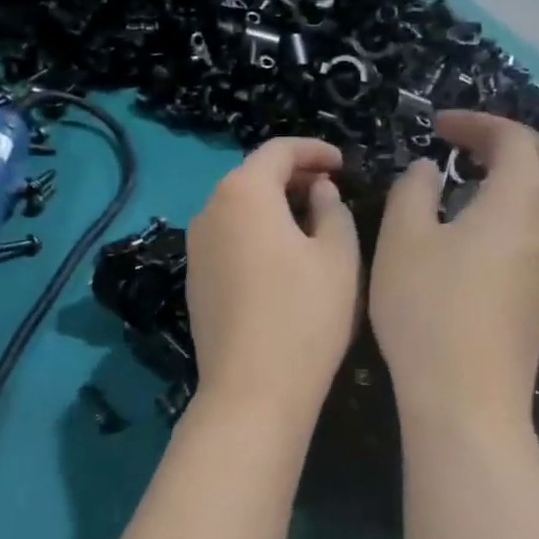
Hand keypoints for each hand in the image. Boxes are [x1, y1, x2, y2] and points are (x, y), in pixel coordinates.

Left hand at [186, 138, 359, 424]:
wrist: (253, 388)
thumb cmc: (305, 315)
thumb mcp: (338, 255)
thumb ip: (332, 209)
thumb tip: (318, 191)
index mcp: (243, 193)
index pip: (278, 151)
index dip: (314, 150)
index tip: (343, 163)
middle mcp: (209, 211)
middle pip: (252, 177)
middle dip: (293, 177)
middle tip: (331, 190)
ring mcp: (196, 248)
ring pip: (238, 209)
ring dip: (273, 206)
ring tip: (311, 222)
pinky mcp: (195, 280)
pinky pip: (228, 239)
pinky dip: (256, 233)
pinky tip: (281, 257)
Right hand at [370, 111, 538, 427]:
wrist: (466, 392)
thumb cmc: (427, 308)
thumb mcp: (402, 239)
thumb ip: (413, 190)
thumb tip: (428, 169)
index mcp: (520, 197)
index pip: (512, 138)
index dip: (476, 123)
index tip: (438, 126)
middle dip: (514, 143)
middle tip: (472, 146)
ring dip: (537, 174)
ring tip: (498, 180)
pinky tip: (512, 227)